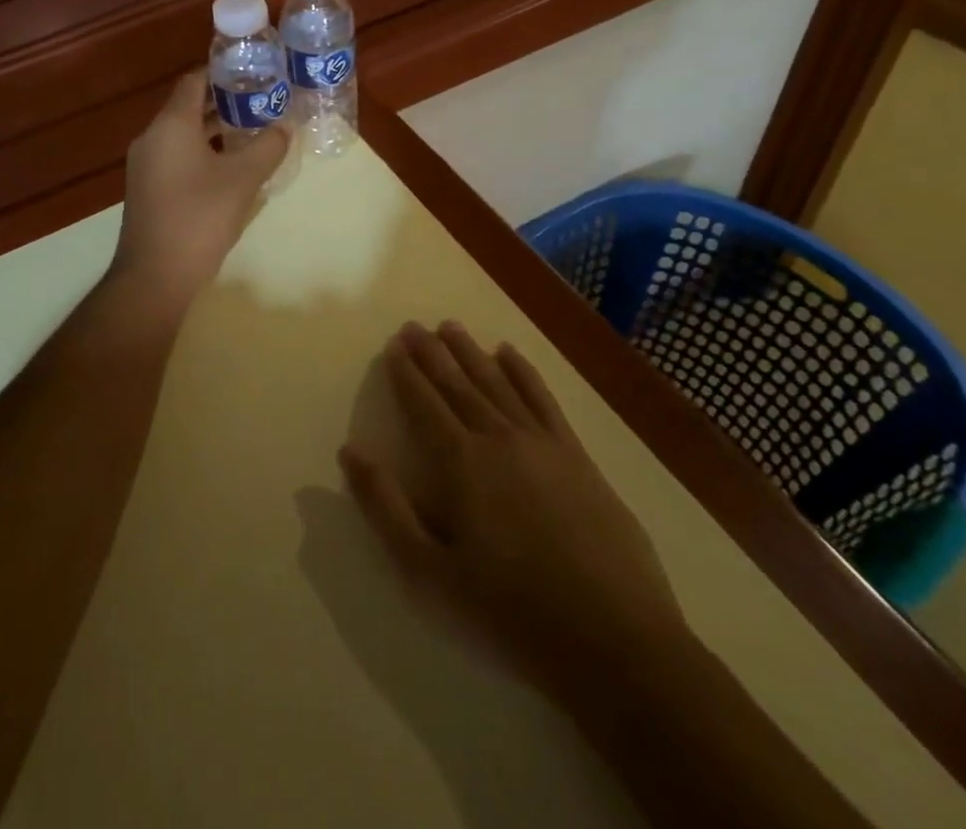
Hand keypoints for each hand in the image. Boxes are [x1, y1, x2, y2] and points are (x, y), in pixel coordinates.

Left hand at [110, 71, 289, 313]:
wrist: (154, 275)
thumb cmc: (199, 218)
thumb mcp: (243, 180)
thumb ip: (267, 147)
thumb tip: (285, 127)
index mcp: (170, 125)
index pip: (194, 81)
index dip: (222, 73)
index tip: (254, 73)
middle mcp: (152, 138)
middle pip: (188, 107)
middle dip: (223, 102)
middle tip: (261, 102)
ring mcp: (146, 165)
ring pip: (182, 134)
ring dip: (214, 130)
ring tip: (251, 131)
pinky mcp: (147, 189)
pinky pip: (176, 156)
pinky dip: (201, 152)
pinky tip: (229, 167)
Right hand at [340, 321, 684, 699]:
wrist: (614, 640)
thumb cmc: (510, 611)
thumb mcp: (430, 572)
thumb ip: (386, 508)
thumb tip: (350, 452)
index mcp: (460, 463)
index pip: (424, 404)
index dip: (406, 373)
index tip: (393, 346)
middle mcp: (498, 438)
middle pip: (458, 384)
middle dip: (432, 353)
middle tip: (414, 326)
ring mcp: (542, 442)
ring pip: (497, 382)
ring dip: (471, 353)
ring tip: (450, 327)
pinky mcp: (577, 456)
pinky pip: (543, 399)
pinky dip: (524, 372)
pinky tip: (509, 354)